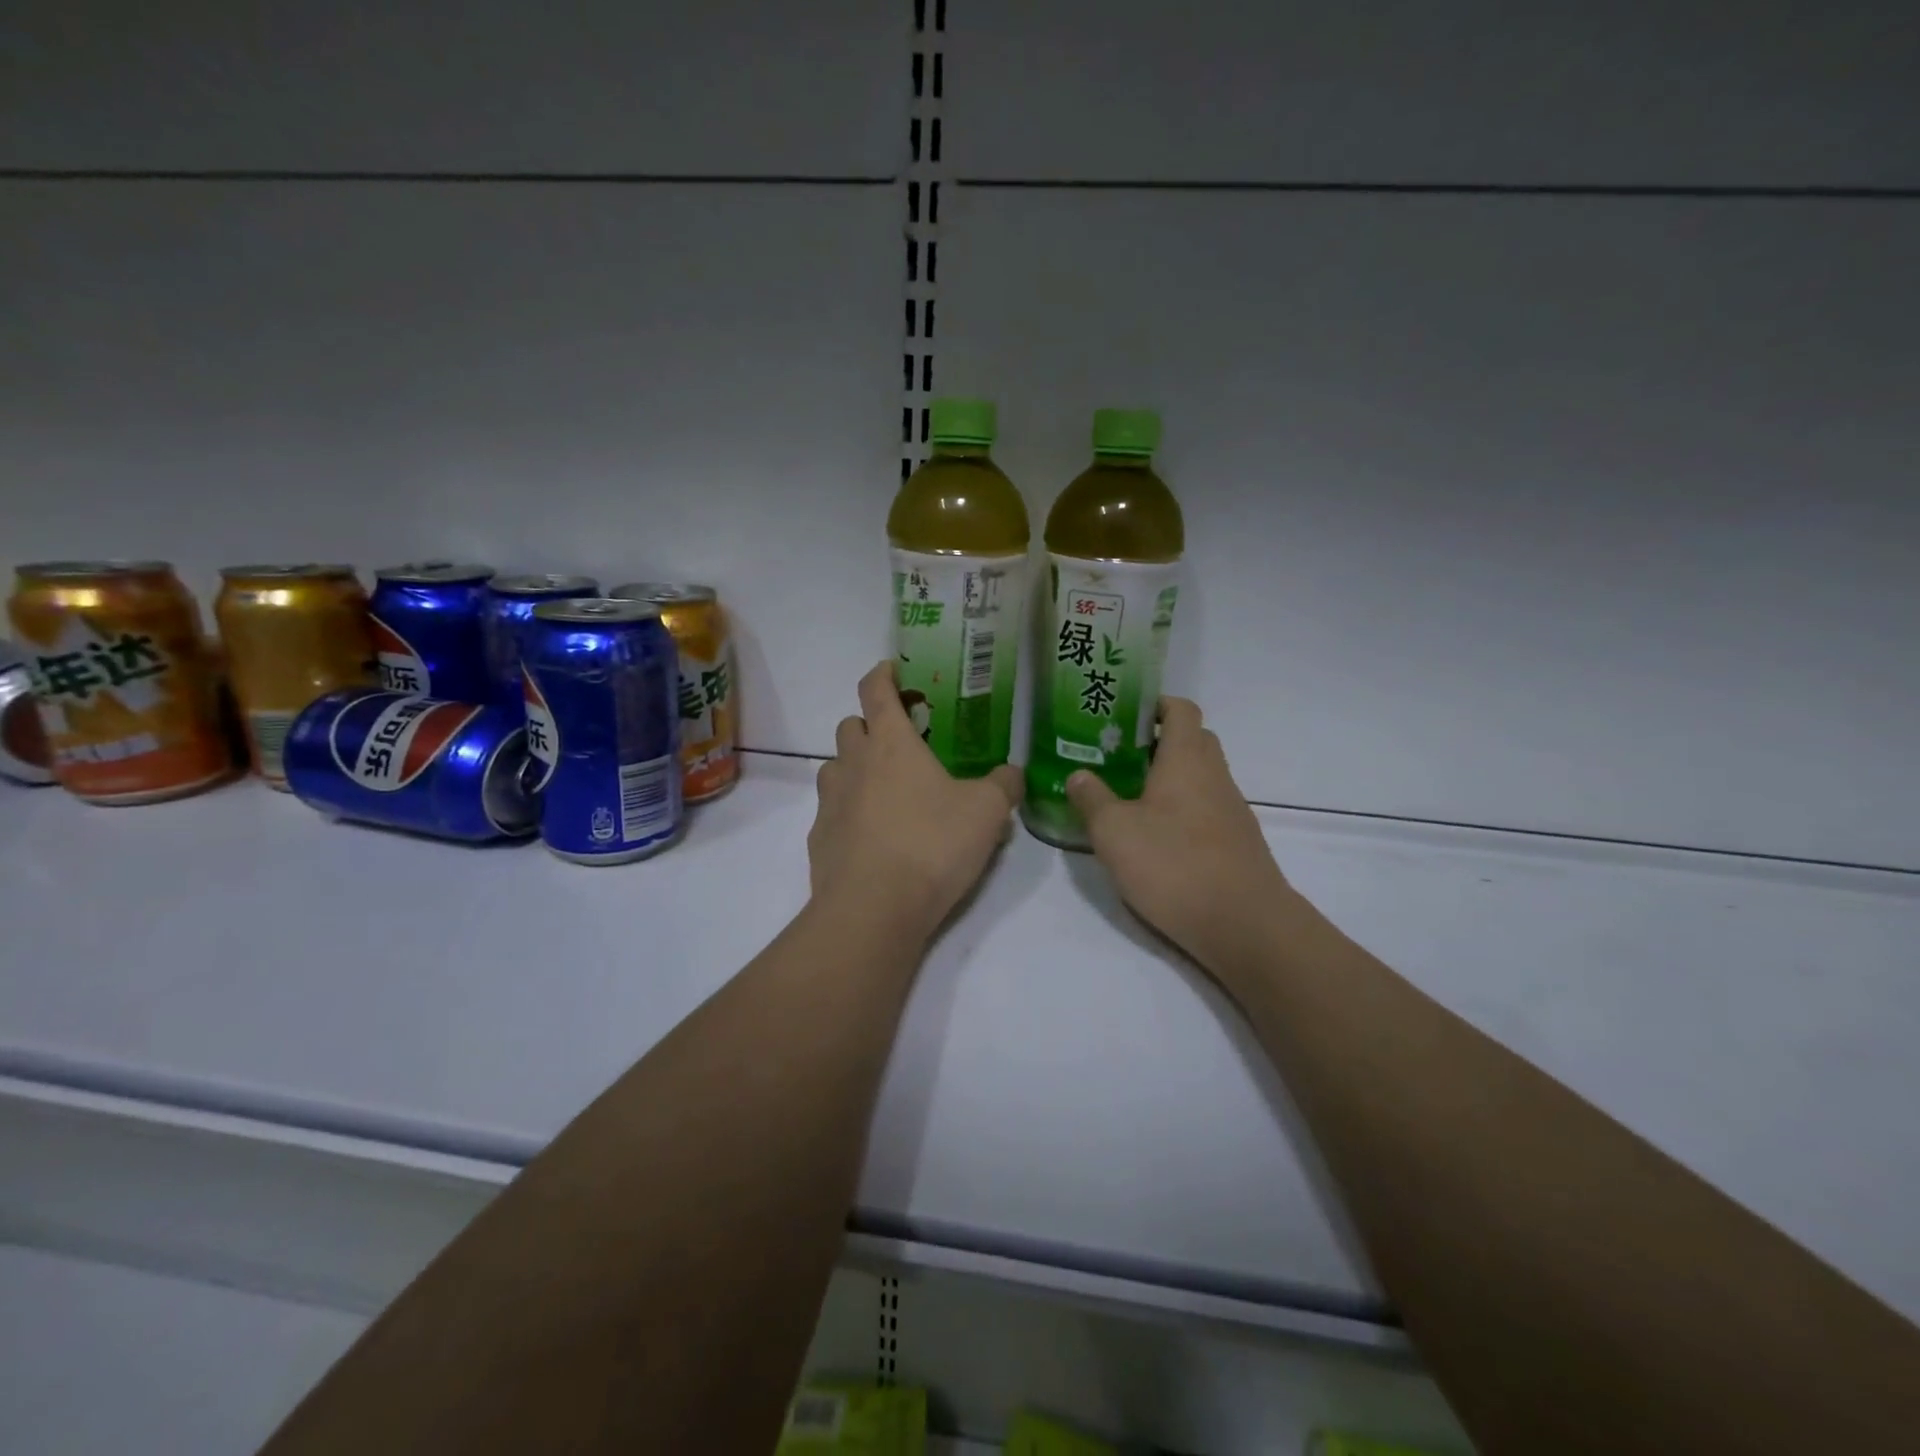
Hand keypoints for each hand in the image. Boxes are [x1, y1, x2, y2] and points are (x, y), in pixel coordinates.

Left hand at [808, 661, 1022, 937]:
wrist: (874, 908)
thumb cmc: (932, 844)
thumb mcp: (987, 812)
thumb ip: (1003, 785)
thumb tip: (1012, 773)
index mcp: (891, 743)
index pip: (876, 690)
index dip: (882, 674)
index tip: (892, 669)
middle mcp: (853, 763)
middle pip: (850, 725)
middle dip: (870, 724)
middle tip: (900, 742)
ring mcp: (830, 801)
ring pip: (835, 767)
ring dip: (856, 768)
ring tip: (886, 791)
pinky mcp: (819, 839)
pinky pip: (832, 811)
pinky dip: (849, 812)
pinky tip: (874, 837)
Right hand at [1066, 698, 1295, 975]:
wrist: (1244, 925)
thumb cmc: (1173, 865)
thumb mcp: (1114, 831)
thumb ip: (1092, 798)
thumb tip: (1078, 774)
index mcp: (1187, 759)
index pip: (1181, 709)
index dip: (1155, 704)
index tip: (1123, 715)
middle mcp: (1215, 775)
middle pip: (1192, 740)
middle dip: (1157, 741)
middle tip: (1117, 757)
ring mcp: (1231, 810)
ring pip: (1199, 777)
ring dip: (1168, 779)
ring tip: (1127, 797)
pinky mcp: (1236, 843)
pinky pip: (1205, 809)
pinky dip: (1180, 810)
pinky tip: (1155, 838)